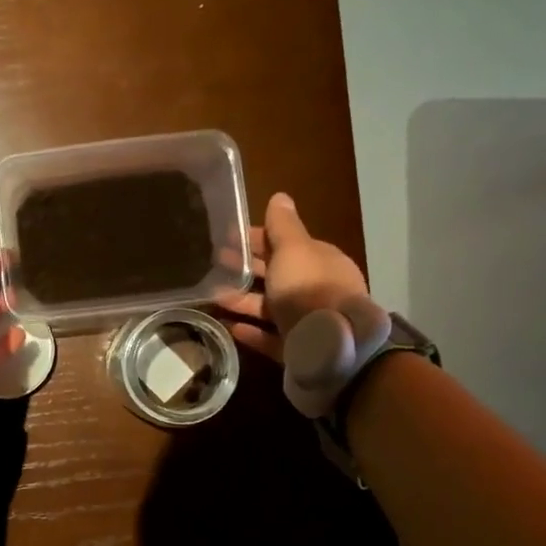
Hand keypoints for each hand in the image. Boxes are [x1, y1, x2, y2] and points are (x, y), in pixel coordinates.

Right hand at [217, 192, 368, 361]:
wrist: (330, 347)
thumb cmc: (309, 289)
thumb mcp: (294, 249)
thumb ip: (283, 226)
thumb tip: (280, 197)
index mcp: (321, 261)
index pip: (287, 245)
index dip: (259, 239)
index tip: (229, 237)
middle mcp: (317, 289)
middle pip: (278, 275)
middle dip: (248, 268)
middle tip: (216, 263)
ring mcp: (308, 321)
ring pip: (271, 307)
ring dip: (244, 301)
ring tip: (215, 297)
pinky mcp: (298, 349)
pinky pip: (270, 338)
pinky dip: (252, 332)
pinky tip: (231, 327)